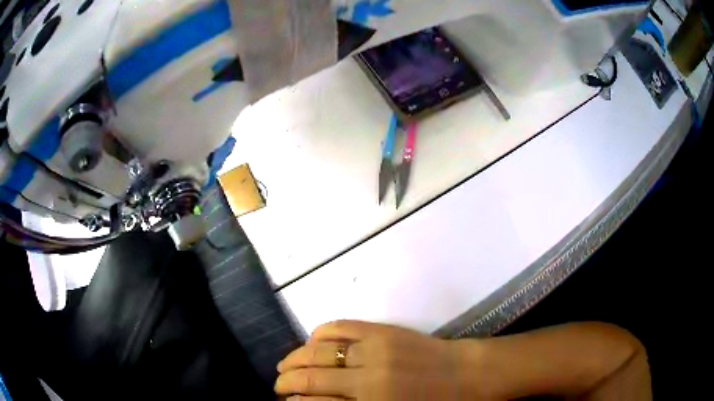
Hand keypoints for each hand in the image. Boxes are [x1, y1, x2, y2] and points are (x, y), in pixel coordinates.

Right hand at [275, 320, 481, 400]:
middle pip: (311, 378)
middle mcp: (367, 380)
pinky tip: (310, 342)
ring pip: (318, 352)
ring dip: (294, 359)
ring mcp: (374, 350)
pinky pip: (340, 327)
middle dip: (287, 383)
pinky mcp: (382, 331)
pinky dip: (319, 334)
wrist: (467, 375)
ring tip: (283, 366)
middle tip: (278, 387)